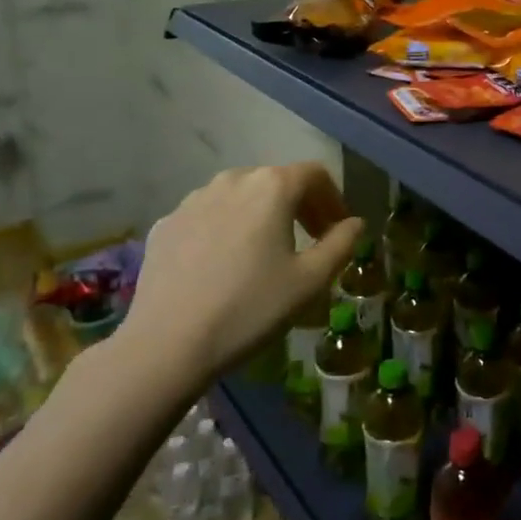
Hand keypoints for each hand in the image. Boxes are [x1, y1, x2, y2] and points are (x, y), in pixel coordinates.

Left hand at [112, 163, 363, 405]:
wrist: (166, 345)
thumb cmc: (250, 308)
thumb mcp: (310, 281)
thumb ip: (341, 244)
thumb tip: (354, 223)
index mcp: (272, 186)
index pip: (315, 174)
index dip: (333, 199)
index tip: (337, 229)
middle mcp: (232, 180)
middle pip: (277, 181)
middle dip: (299, 206)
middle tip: (309, 241)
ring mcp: (193, 200)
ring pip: (240, 196)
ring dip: (261, 215)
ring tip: (265, 252)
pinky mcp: (166, 224)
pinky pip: (207, 216)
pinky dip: (225, 229)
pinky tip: (223, 265)